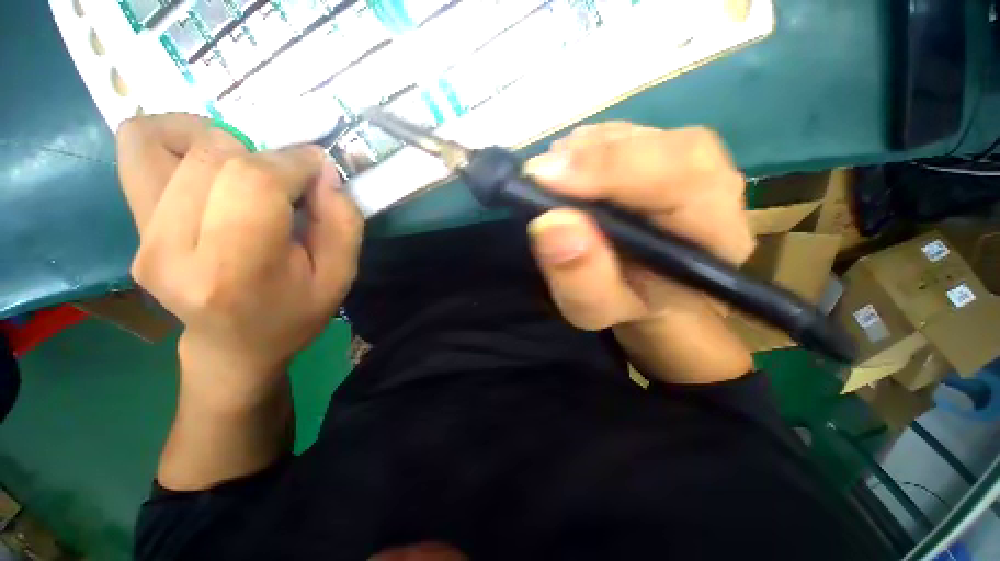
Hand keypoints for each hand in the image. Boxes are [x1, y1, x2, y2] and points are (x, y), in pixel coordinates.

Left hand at [117, 114, 361, 390]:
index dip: (293, 162)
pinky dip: (175, 138)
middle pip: (213, 156)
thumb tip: (321, 170)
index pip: (253, 182)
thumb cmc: (294, 314)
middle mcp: (171, 249)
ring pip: (166, 139)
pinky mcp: (131, 224)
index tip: (317, 171)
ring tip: (246, 171)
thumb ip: (343, 222)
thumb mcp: (340, 276)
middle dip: (264, 156)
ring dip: (219, 141)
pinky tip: (207, 163)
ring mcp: (142, 236)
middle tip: (287, 183)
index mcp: (233, 271)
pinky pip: (138, 147)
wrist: (233, 346)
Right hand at [524, 123, 754, 383]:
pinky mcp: (658, 154)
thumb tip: (551, 223)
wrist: (651, 296)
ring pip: (633, 135)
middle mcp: (710, 184)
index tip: (546, 177)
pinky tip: (567, 174)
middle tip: (539, 175)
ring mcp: (684, 162)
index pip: (680, 175)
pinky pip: (618, 137)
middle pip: (656, 143)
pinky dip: (583, 150)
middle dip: (590, 156)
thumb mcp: (598, 310)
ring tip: (551, 180)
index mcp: (713, 231)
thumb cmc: (628, 308)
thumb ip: (582, 280)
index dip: (610, 169)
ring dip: (582, 153)